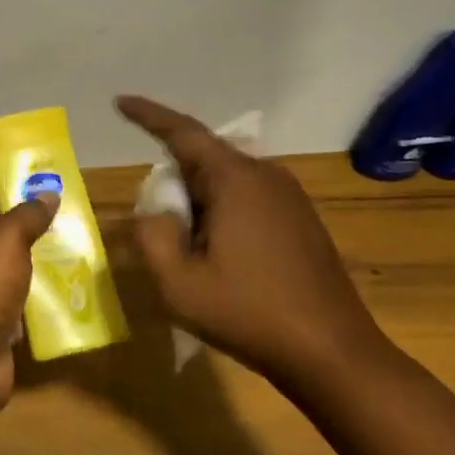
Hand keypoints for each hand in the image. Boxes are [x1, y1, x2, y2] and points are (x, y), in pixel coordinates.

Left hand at [0, 181, 58, 415]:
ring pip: (11, 269)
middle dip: (32, 226)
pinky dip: (37, 301)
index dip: (12, 185)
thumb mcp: (8, 237)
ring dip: (38, 264)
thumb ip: (28, 214)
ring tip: (77, 254)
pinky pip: (17, 304)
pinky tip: (67, 295)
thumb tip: (46, 193)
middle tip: (71, 220)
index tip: (47, 185)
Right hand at [115, 95, 389, 389]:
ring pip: (225, 181)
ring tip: (190, 251)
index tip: (119, 100)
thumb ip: (151, 236)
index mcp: (235, 180)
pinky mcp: (301, 220)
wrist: (334, 355)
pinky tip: (221, 257)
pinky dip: (221, 214)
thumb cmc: (249, 314)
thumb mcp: (178, 283)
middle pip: (202, 159)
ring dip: (198, 203)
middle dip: (173, 183)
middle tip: (158, 227)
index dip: (147, 115)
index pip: (182, 132)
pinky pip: (247, 198)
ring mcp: (290, 197)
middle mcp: (266, 175)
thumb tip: (154, 212)